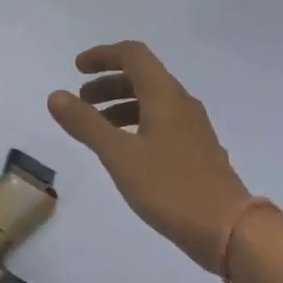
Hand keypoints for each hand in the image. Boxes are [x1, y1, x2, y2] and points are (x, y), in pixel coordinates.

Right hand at [48, 41, 252, 271]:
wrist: (226, 227)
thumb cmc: (169, 186)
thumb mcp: (119, 155)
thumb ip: (86, 123)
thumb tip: (56, 95)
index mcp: (165, 95)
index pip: (133, 55)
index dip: (103, 55)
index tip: (76, 69)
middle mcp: (182, 103)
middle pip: (142, 77)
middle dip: (108, 83)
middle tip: (81, 102)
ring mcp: (193, 128)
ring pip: (152, 102)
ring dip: (121, 105)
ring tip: (96, 128)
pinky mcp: (196, 151)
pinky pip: (162, 123)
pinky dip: (136, 125)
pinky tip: (125, 151)